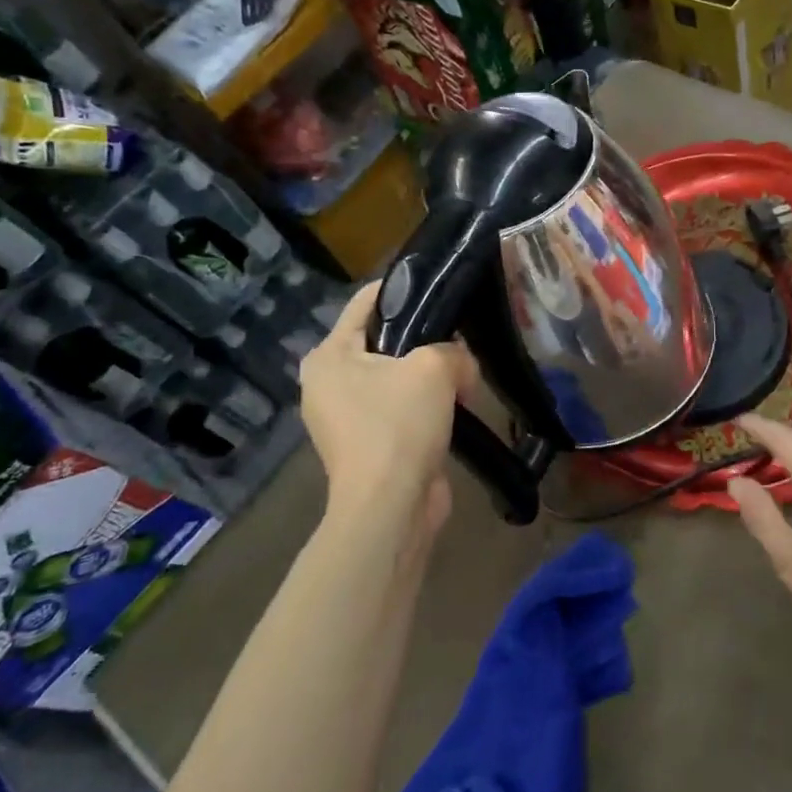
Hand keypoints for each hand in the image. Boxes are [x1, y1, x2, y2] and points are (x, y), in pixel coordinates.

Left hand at [300, 283, 478, 537]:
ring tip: (463, 374)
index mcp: (329, 355)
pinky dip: (425, 407)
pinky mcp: (368, 446)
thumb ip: (453, 350)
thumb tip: (461, 364)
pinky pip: (400, 410)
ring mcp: (346, 418)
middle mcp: (328, 383)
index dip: (403, 288)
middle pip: (383, 341)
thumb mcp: (433, 367)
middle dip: (423, 339)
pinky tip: (456, 407)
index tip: (440, 284)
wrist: (390, 507)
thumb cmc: (399, 425)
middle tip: (459, 337)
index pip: (365, 302)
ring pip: (395, 378)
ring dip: (428, 377)